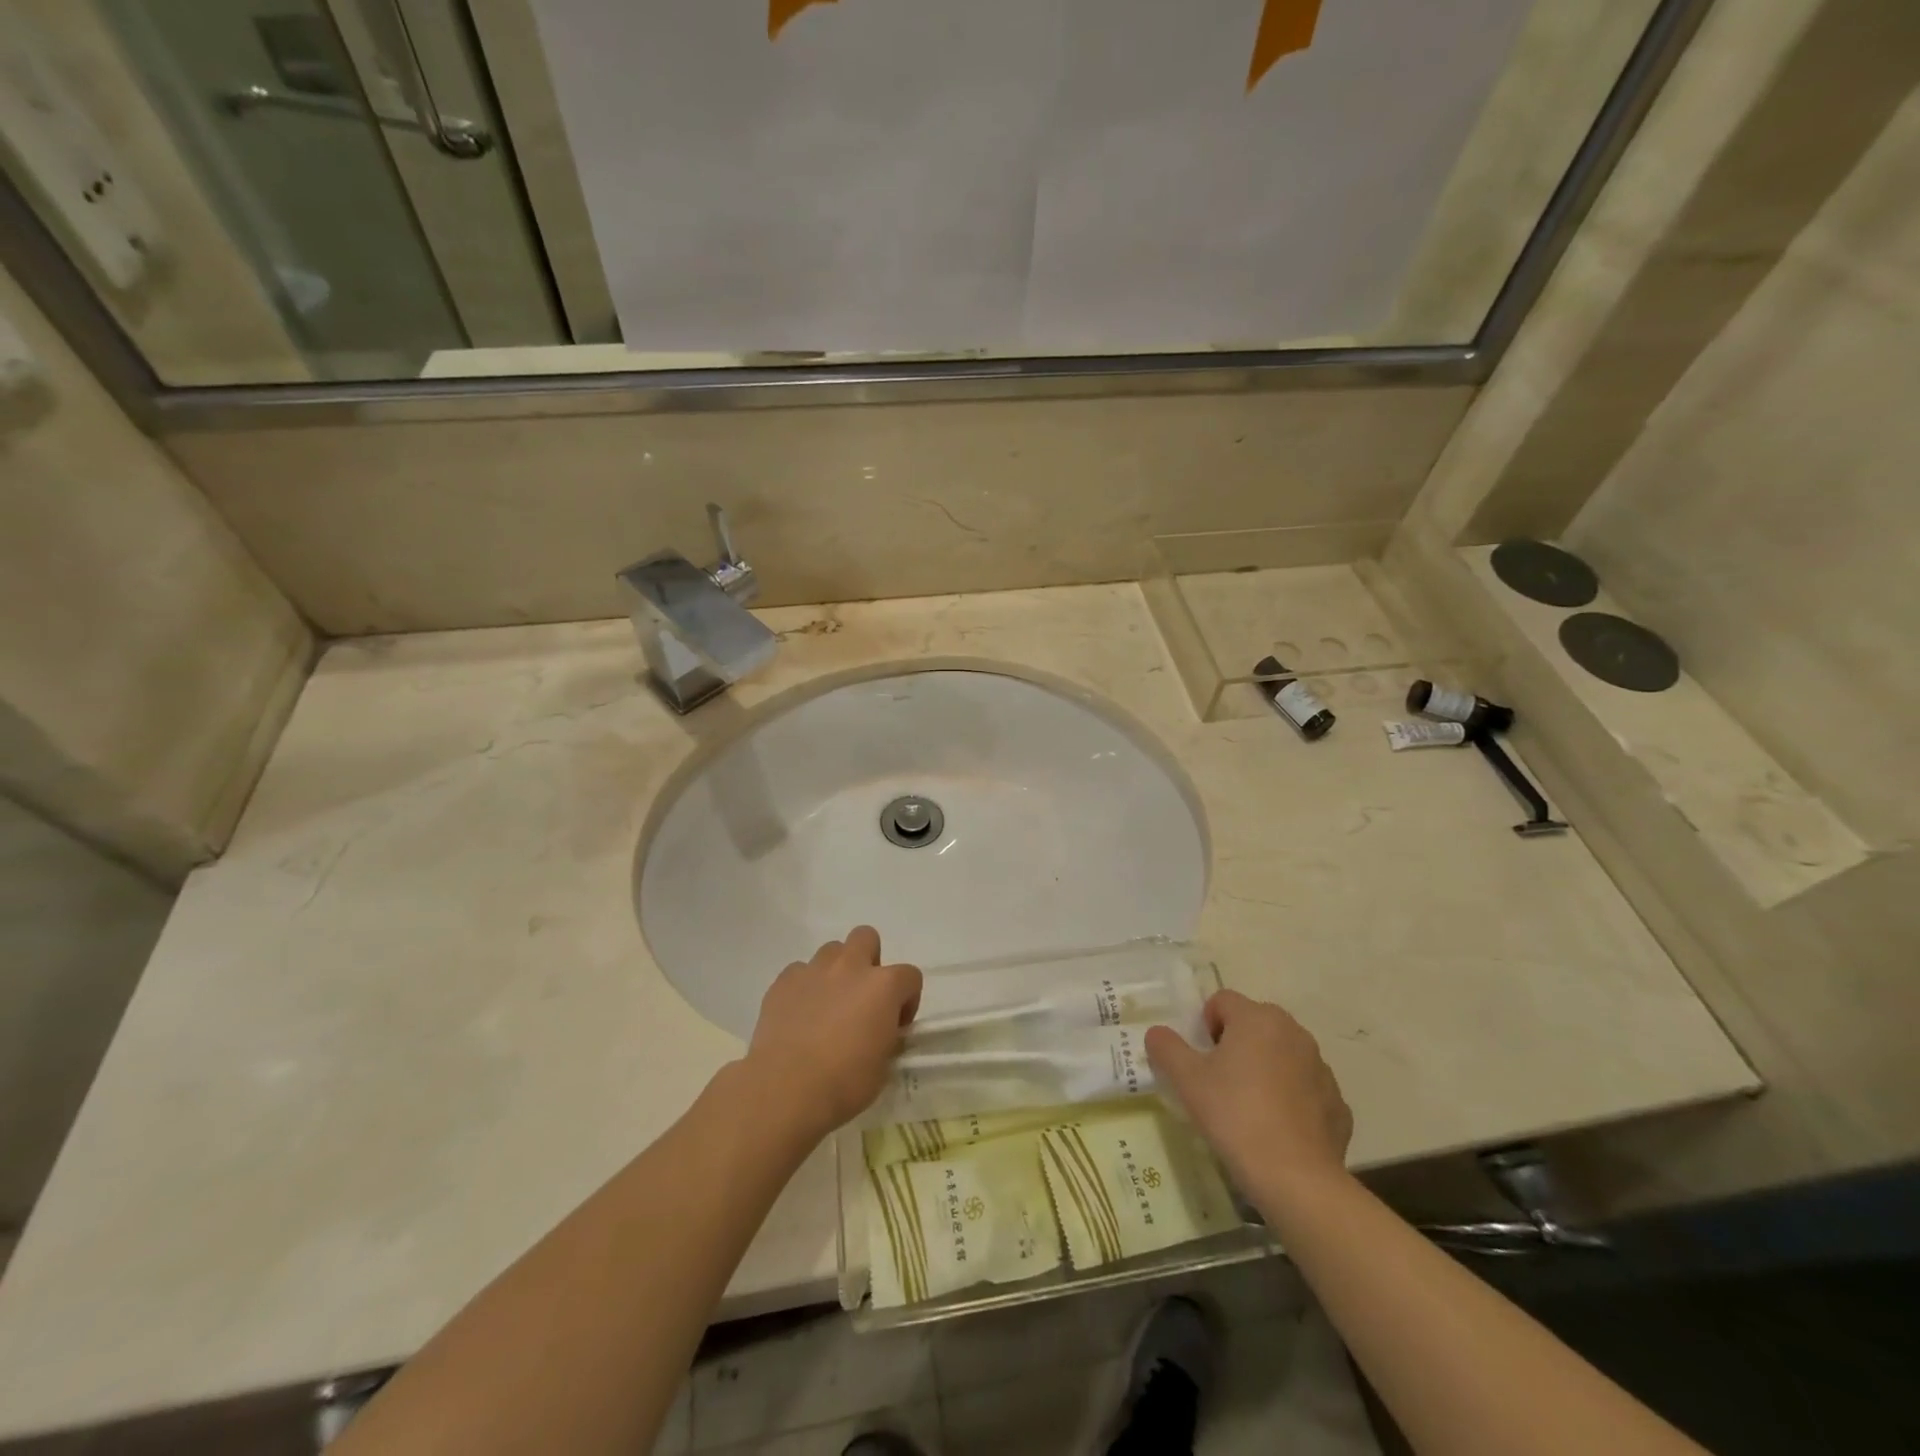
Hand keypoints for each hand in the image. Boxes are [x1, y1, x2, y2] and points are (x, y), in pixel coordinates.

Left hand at [744, 926, 921, 1143]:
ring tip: (828, 1006)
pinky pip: (799, 971)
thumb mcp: (883, 1066)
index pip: (910, 976)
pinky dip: (804, 987)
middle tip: (862, 997)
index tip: (896, 1026)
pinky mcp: (783, 981)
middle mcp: (851, 967)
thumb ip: (886, 1037)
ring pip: (831, 951)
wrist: (785, 1088)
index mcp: (884, 986)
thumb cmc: (844, 1082)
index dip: (907, 1000)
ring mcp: (814, 970)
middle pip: (866, 937)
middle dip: (869, 960)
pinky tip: (800, 1015)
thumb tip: (879, 1031)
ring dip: (836, 971)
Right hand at [1145, 990, 1352, 1204]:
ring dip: (1264, 1069)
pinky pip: (1304, 1089)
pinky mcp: (1338, 1104)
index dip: (1204, 1026)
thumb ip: (1166, 1047)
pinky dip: (1290, 1099)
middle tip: (1219, 1082)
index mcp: (1258, 1018)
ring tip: (1248, 1108)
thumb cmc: (1235, 1115)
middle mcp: (1294, 1033)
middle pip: (1254, 1025)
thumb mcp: (1187, 1079)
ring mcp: (1321, 1068)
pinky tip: (1277, 1130)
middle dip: (1235, 1045)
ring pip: (1281, 1055)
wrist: (1296, 1178)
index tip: (1200, 1061)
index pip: (1222, 1001)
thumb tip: (1157, 1033)